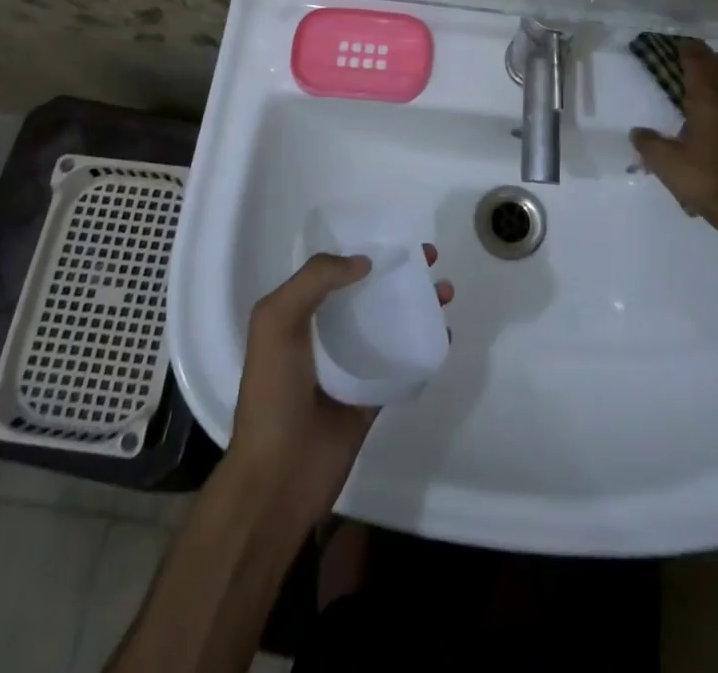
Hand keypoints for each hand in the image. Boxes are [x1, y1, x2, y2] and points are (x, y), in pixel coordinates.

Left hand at [227, 247, 453, 531]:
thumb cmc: (272, 394)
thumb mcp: (275, 321)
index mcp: (298, 313)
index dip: (365, 250)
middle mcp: (325, 333)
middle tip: (430, 259)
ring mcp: (351, 366)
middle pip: (369, 292)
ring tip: (445, 292)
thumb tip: (364, 262)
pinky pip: (403, 363)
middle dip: (399, 272)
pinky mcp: (372, 396)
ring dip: (418, 304)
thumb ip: (314, 280)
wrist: (278, 479)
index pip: (336, 270)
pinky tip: (444, 333)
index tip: (397, 239)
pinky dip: (424, 345)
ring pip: (390, 323)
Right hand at [630, 41, 717, 235]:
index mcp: (705, 105)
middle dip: (708, 57)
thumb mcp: (664, 162)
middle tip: (697, 48)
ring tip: (717, 66)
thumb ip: (648, 144)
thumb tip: (637, 132)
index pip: (698, 69)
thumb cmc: (702, 179)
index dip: (690, 53)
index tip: (682, 41)